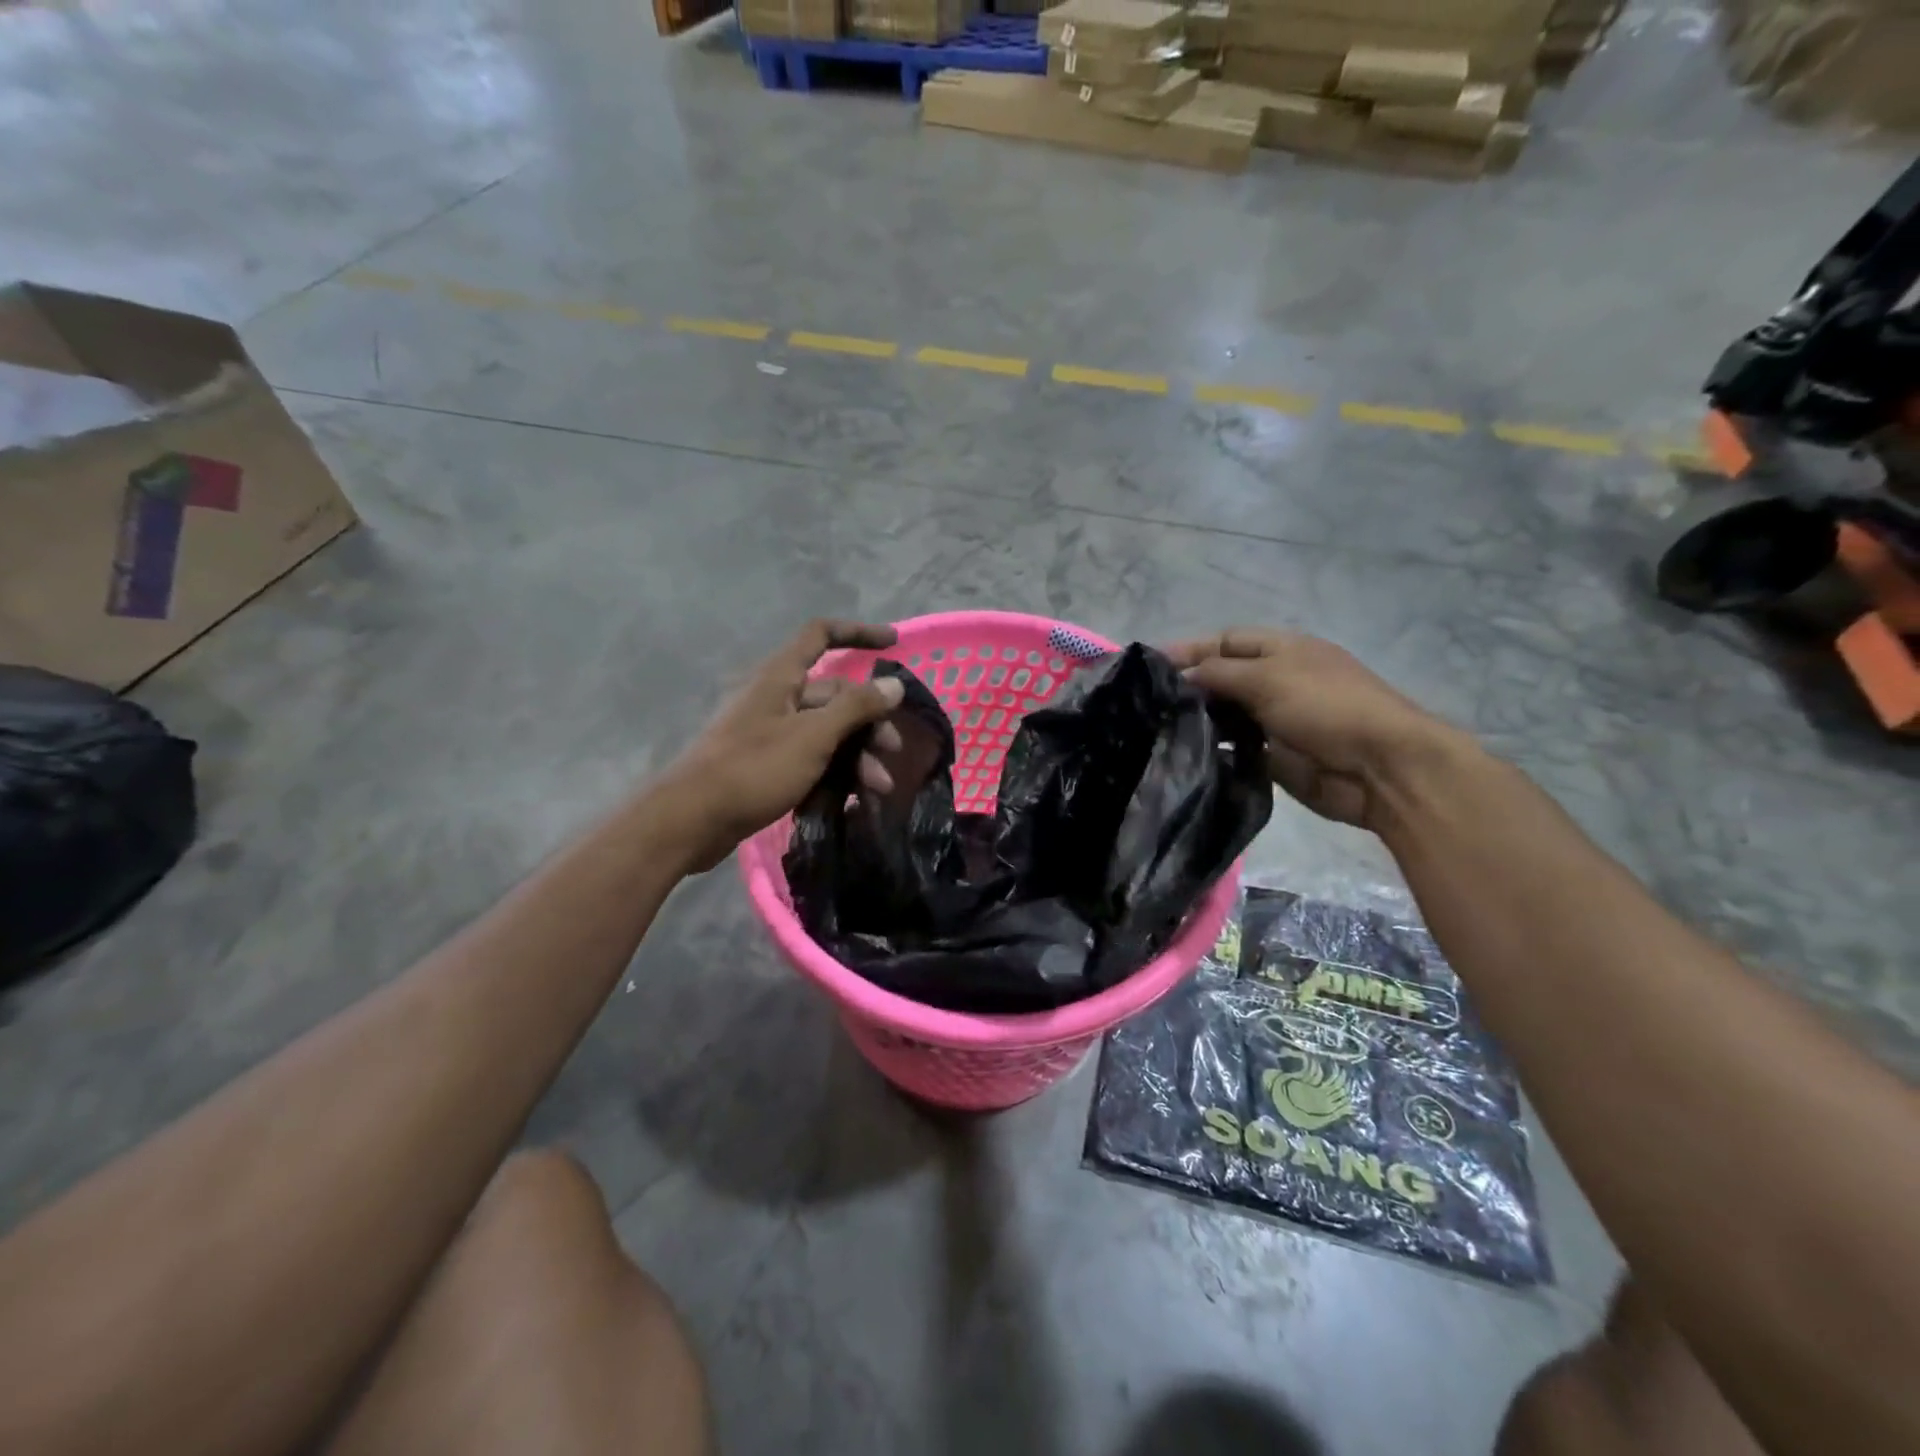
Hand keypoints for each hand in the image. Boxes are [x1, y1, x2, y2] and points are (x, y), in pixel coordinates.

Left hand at [657, 620, 907, 872]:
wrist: (692, 820)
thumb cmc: (754, 768)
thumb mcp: (813, 736)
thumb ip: (856, 708)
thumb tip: (894, 684)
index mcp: (780, 677)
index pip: (821, 636)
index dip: (858, 634)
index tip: (893, 644)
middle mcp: (775, 698)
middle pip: (833, 695)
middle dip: (868, 722)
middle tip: (891, 754)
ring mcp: (769, 733)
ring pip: (825, 732)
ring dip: (855, 755)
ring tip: (878, 789)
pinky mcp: (765, 765)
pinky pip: (809, 759)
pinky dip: (833, 774)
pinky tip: (851, 800)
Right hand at [1166, 629, 1456, 831]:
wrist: (1380, 768)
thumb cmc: (1326, 706)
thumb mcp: (1269, 677)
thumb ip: (1218, 673)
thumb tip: (1181, 676)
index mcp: (1281, 650)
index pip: (1224, 641)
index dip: (1188, 650)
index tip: (1148, 667)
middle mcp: (1275, 681)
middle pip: (1221, 678)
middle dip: (1187, 687)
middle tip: (1145, 704)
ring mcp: (1275, 720)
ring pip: (1224, 715)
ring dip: (1197, 721)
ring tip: (1156, 730)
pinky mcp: (1274, 757)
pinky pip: (1234, 749)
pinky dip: (1213, 751)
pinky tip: (1184, 755)